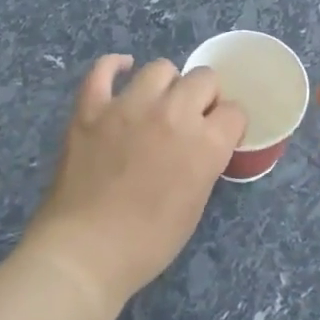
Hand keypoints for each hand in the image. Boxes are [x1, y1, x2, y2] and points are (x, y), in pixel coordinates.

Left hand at [22, 55, 247, 317]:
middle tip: (191, 120)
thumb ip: (204, 163)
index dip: (228, 124)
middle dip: (204, 97)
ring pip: (160, 68)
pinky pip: (103, 70)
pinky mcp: (91, 108)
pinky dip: (115, 66)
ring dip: (167, 84)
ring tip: (158, 103)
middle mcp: (172, 113)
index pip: (233, 112)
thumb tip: (200, 144)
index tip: (219, 135)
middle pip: (204, 79)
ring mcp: (128, 106)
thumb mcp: (195, 205)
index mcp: (205, 143)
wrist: (86, 253)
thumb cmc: (148, 242)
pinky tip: (122, 69)